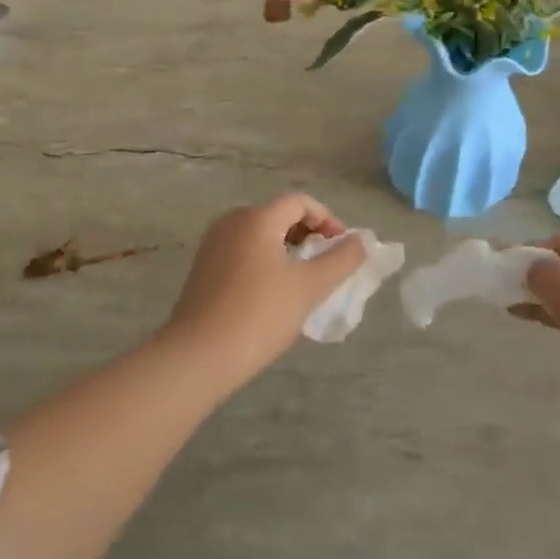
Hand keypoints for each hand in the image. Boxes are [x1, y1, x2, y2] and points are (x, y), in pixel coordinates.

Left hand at [162, 193, 367, 385]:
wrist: (198, 356)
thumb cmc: (259, 315)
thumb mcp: (309, 287)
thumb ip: (341, 260)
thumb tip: (361, 240)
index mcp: (257, 218)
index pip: (300, 202)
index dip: (327, 220)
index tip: (342, 249)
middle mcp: (232, 221)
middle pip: (279, 216)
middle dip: (308, 236)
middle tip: (325, 267)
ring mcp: (213, 244)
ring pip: (260, 236)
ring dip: (287, 251)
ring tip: (302, 283)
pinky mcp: (203, 268)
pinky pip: (243, 252)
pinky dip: (265, 263)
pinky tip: (272, 296)